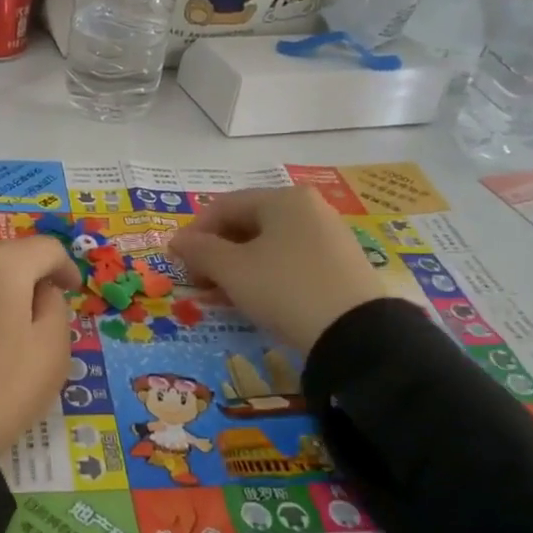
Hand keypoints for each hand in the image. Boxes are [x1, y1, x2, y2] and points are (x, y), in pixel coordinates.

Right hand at [170, 187, 389, 352]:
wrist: (356, 333)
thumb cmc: (285, 288)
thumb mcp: (233, 270)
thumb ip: (199, 251)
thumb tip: (176, 241)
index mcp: (282, 199)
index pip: (224, 206)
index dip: (195, 233)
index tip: (178, 263)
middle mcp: (308, 209)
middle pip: (247, 224)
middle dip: (216, 252)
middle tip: (198, 282)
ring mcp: (328, 236)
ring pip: (268, 245)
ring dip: (237, 267)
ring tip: (220, 296)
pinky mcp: (340, 265)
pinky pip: (290, 261)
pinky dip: (264, 276)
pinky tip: (254, 300)